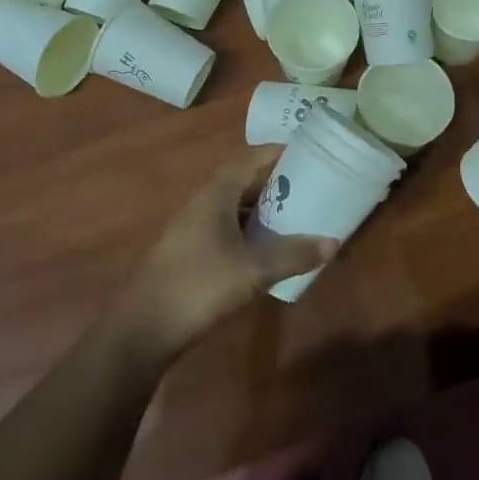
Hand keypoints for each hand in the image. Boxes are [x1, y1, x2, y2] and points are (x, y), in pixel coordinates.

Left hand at [117, 149, 337, 360]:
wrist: (144, 328)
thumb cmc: (200, 285)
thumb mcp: (253, 269)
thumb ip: (293, 255)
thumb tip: (333, 243)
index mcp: (216, 194)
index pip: (249, 157)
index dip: (276, 151)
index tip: (307, 151)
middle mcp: (203, 203)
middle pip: (243, 180)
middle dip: (275, 181)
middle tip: (309, 184)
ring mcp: (193, 228)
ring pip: (234, 206)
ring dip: (262, 207)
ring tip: (295, 214)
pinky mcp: (191, 251)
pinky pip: (227, 227)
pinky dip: (250, 229)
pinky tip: (267, 248)